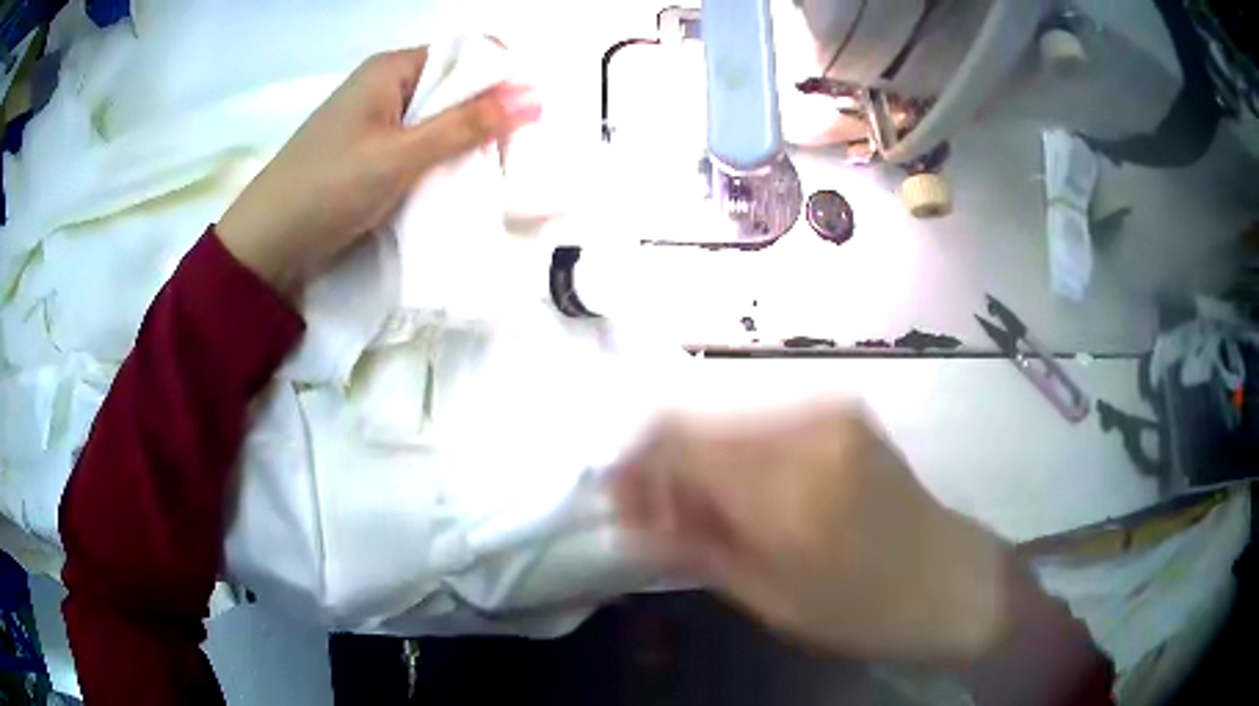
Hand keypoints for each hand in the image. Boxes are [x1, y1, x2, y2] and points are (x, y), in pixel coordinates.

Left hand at [217, 47, 539, 294]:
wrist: (266, 246)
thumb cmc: (328, 188)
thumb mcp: (401, 155)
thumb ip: (466, 125)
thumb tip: (535, 97)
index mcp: (391, 69)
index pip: (464, 55)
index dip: (498, 80)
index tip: (523, 120)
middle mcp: (385, 87)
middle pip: (452, 87)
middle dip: (483, 117)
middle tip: (509, 156)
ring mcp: (374, 122)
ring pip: (436, 121)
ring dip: (461, 144)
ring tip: (486, 174)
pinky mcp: (368, 155)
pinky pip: (416, 147)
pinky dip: (436, 163)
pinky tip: (452, 184)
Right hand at [610, 404, 1012, 662]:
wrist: (951, 579)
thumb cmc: (866, 609)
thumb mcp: (773, 600)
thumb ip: (697, 550)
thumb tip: (634, 520)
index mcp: (791, 489)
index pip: (678, 443)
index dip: (636, 468)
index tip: (622, 504)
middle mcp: (810, 429)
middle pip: (698, 425)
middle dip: (664, 469)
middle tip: (656, 519)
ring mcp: (832, 412)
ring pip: (728, 422)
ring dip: (700, 463)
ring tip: (701, 515)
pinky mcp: (844, 412)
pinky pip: (764, 425)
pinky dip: (738, 456)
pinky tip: (745, 496)